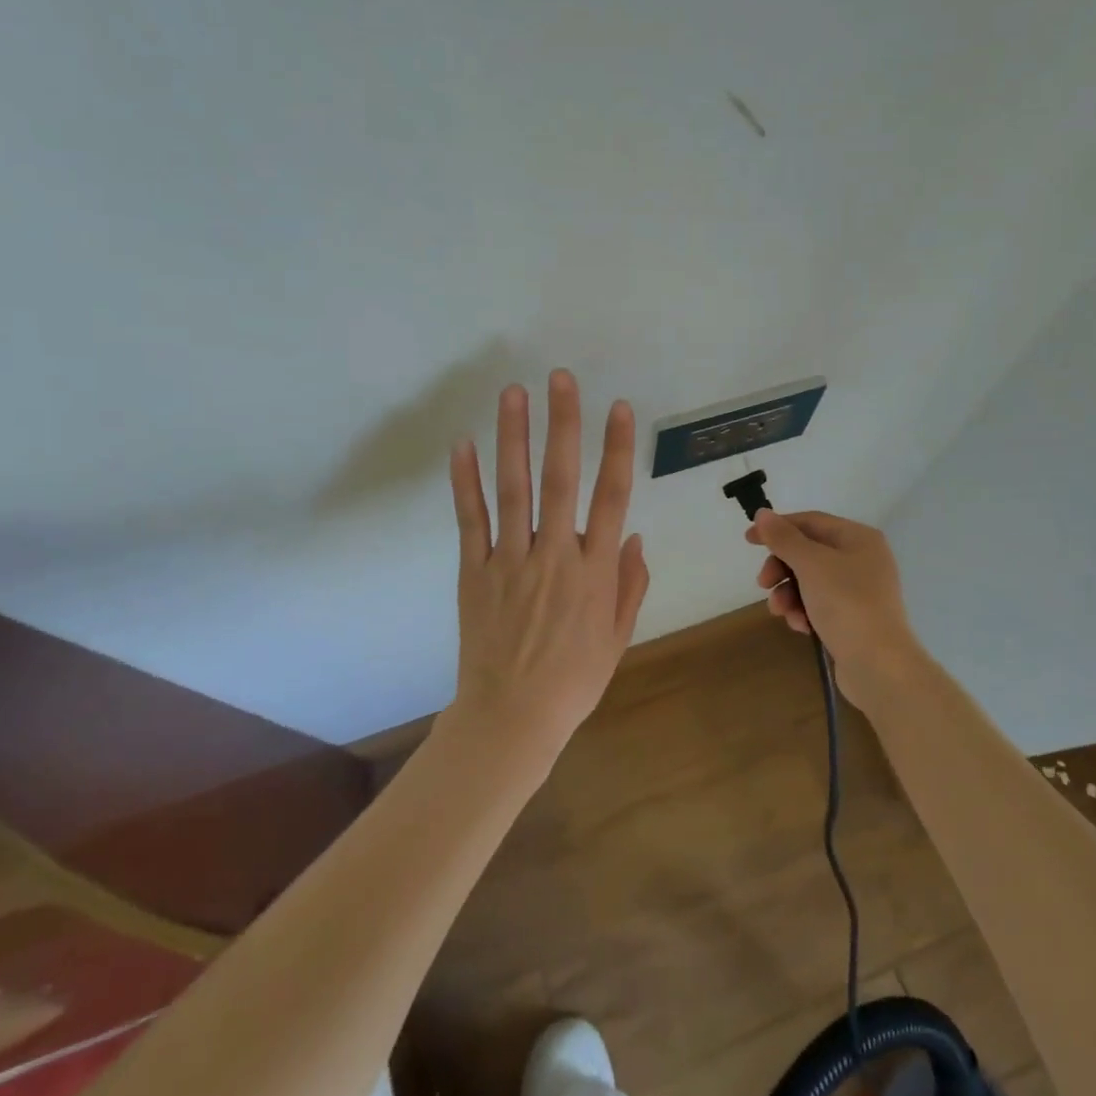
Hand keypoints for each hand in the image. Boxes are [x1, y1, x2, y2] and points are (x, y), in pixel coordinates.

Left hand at [448, 370, 649, 757]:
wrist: (512, 717)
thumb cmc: (574, 679)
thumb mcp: (618, 636)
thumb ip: (629, 583)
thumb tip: (633, 535)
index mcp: (594, 571)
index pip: (611, 496)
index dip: (616, 449)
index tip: (618, 408)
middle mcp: (555, 556)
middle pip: (562, 479)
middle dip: (564, 424)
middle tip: (561, 378)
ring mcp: (510, 561)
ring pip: (514, 489)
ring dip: (515, 438)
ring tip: (514, 393)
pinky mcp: (475, 572)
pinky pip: (470, 520)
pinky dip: (465, 482)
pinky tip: (463, 444)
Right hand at [747, 509, 920, 710]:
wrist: (879, 664)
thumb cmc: (846, 603)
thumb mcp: (811, 564)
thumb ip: (784, 538)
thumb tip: (763, 513)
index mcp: (859, 538)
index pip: (811, 521)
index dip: (778, 528)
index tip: (749, 539)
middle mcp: (862, 559)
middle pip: (808, 553)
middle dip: (782, 568)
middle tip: (763, 583)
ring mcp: (859, 590)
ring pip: (810, 581)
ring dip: (789, 594)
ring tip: (782, 612)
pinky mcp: (853, 618)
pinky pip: (820, 605)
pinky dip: (805, 612)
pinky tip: (801, 627)